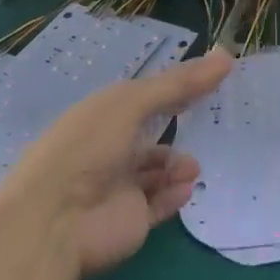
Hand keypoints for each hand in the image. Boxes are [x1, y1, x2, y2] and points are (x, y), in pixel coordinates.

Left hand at [0, 50, 231, 277]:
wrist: (53, 223)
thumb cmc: (87, 147)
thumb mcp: (132, 103)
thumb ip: (179, 84)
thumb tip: (226, 56)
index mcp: (105, 114)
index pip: (145, 96)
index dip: (175, 87)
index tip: (211, 78)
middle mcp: (111, 147)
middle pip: (152, 132)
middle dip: (179, 126)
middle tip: (212, 120)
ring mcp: (120, 186)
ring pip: (158, 170)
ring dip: (179, 164)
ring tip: (191, 166)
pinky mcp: (130, 220)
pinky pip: (160, 203)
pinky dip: (175, 194)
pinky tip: (186, 187)